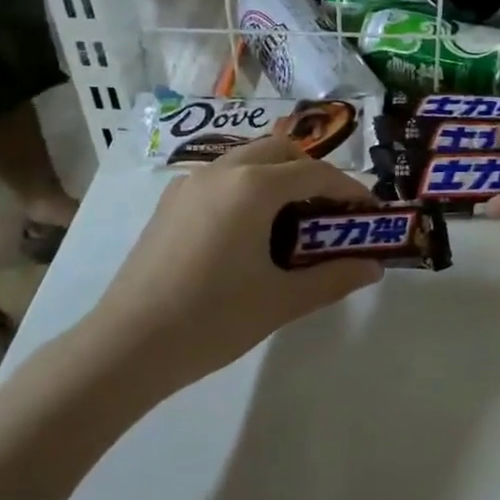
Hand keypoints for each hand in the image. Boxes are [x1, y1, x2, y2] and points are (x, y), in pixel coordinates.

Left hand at [71, 136, 383, 403]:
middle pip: (282, 151)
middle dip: (313, 174)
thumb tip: (374, 268)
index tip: (370, 212)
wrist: (125, 347)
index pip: (315, 174)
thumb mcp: (282, 300)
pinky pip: (222, 178)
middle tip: (331, 214)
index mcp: (253, 187)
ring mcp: (190, 184)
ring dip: (279, 177)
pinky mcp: (170, 203)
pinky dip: (249, 188)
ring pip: (248, 160)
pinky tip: (250, 232)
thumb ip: (333, 278)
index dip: (349, 189)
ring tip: (293, 223)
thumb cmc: (212, 320)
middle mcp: (222, 171)